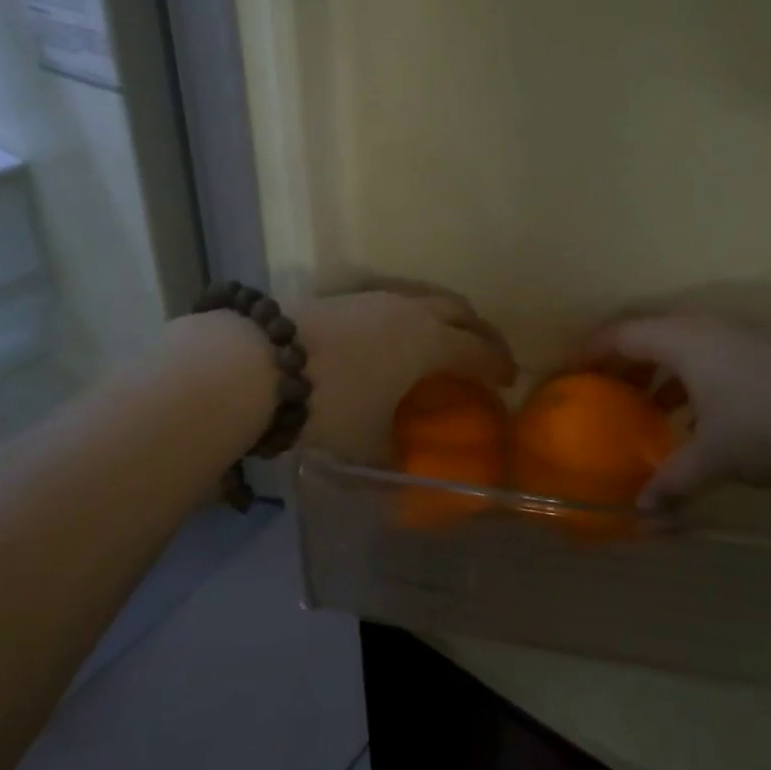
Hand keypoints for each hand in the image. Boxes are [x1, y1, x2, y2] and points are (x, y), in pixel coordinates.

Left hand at [296, 288, 516, 464]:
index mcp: (429, 341)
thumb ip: (393, 455)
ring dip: (444, 318)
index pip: (477, 349)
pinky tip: (394, 337)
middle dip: (479, 331)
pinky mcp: (344, 296)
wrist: (261, 362)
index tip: (508, 379)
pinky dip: (411, 316)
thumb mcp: (367, 440)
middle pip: (460, 310)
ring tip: (443, 342)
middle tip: (487, 354)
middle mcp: (409, 310)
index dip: (497, 364)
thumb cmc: (333, 403)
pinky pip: (395, 301)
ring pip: (425, 299)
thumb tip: (404, 473)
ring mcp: (375, 298)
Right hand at [591, 314, 770, 509]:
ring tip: (644, 408)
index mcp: (681, 338)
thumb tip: (643, 513)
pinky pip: (708, 356)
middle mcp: (705, 326)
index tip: (568, 374)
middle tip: (600, 390)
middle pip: (646, 333)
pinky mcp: (765, 350)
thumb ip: (672, 481)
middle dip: (620, 361)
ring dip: (657, 372)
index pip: (619, 333)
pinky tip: (696, 419)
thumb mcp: (716, 457)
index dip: (588, 351)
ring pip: (681, 345)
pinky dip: (689, 380)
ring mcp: (739, 334)